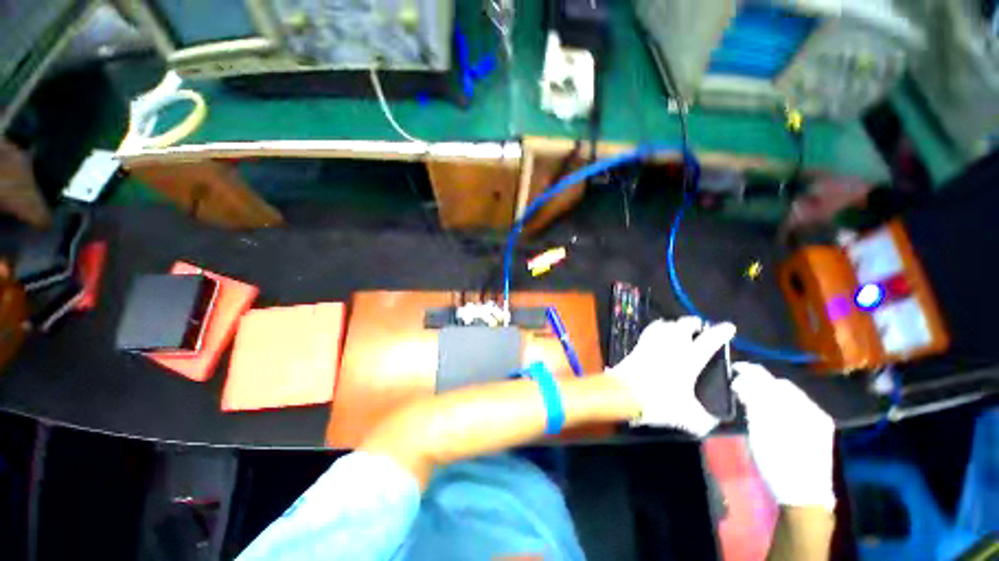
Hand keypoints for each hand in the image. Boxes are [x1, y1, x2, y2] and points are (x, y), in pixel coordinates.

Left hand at [607, 317, 734, 436]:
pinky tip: (659, 332)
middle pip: (685, 324)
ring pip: (667, 324)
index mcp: (690, 358)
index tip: (729, 327)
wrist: (624, 393)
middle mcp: (672, 345)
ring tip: (679, 330)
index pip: (710, 340)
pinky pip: (651, 329)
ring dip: (676, 324)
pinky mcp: (639, 344)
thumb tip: (713, 421)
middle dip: (695, 323)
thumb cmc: (658, 402)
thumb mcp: (688, 418)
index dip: (721, 332)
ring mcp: (653, 342)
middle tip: (700, 329)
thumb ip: (705, 420)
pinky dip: (658, 327)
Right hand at [732, 363, 835, 510]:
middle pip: (783, 386)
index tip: (734, 370)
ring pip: (790, 396)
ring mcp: (818, 420)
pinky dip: (780, 404)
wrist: (803, 495)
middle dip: (761, 382)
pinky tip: (770, 412)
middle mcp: (812, 409)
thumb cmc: (778, 462)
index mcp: (799, 408)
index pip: (772, 380)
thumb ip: (752, 401)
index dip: (752, 373)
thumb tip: (740, 380)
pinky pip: (797, 407)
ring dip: (769, 393)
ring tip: (752, 398)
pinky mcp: (819, 430)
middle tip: (740, 385)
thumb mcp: (759, 431)